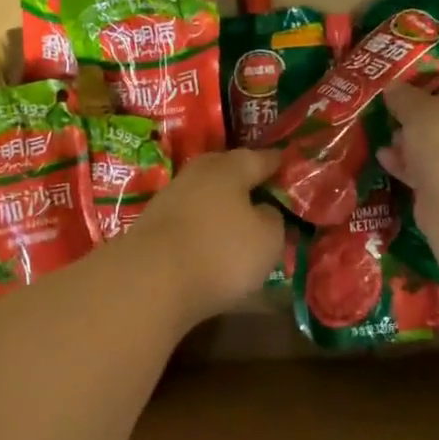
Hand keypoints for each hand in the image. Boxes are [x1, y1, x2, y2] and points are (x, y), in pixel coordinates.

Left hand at [130, 147, 285, 321]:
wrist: (149, 281)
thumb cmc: (220, 252)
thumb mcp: (267, 239)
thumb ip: (273, 219)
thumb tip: (263, 210)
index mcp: (229, 168)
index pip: (260, 158)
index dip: (278, 164)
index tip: (289, 167)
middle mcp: (196, 174)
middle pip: (226, 171)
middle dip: (244, 180)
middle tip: (263, 192)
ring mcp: (169, 199)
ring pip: (204, 195)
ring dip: (220, 205)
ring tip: (238, 221)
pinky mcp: (151, 226)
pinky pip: (188, 219)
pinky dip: (201, 226)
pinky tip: (209, 241)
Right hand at [377, 82, 438, 202]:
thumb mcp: (417, 108)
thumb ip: (404, 97)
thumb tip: (393, 87)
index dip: (433, 98)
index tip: (409, 106)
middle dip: (423, 128)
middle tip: (397, 128)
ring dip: (416, 150)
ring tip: (388, 147)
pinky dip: (417, 170)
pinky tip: (390, 164)